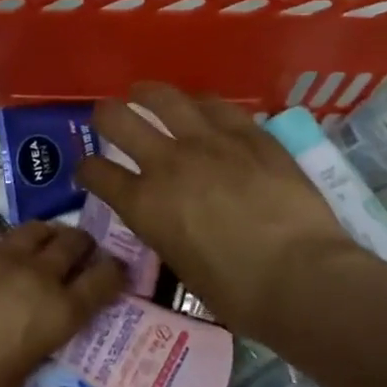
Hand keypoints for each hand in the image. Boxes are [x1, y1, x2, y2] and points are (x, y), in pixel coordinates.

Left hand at [0, 222, 123, 386]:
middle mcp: (38, 274)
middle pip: (73, 242)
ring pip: (34, 229)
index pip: (105, 278)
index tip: (115, 272)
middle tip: (78, 252)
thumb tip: (38, 328)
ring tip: (40, 243)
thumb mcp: (26, 369)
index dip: (115, 272)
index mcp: (62, 310)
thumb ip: (40, 338)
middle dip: (81, 244)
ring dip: (43, 235)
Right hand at [75, 83, 364, 343]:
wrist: (299, 276)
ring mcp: (208, 142)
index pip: (96, 173)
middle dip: (106, 116)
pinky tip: (200, 106)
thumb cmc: (236, 293)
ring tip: (143, 93)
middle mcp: (166, 163)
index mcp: (143, 205)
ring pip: (164, 98)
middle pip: (117, 119)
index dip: (87, 169)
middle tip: (108, 118)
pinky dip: (200, 105)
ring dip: (147, 94)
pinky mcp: (249, 134)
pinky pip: (217, 106)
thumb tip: (170, 216)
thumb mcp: (180, 264)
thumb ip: (165, 229)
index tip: (89, 171)